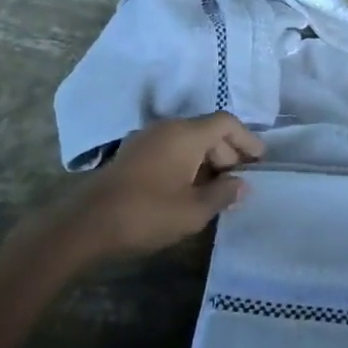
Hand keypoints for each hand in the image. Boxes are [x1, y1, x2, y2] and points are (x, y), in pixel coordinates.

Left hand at [65, 114, 263, 257]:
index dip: (247, 139)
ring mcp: (147, 138)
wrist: (86, 224)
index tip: (260, 160)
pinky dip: (187, 162)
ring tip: (217, 188)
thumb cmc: (146, 214)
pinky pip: (170, 148)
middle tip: (240, 179)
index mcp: (186, 134)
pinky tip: (189, 188)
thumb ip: (223, 194)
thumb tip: (241, 184)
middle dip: (228, 152)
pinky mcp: (133, 153)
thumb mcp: (193, 211)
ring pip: (188, 139)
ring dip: (207, 159)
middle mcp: (168, 128)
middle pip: (207, 129)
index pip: (226, 123)